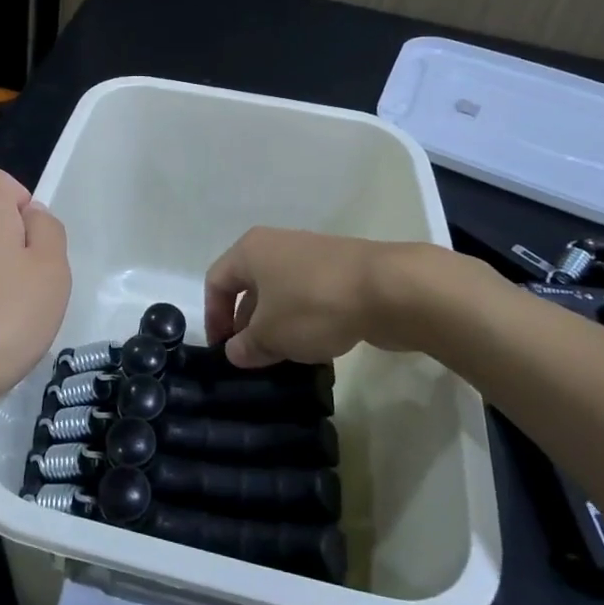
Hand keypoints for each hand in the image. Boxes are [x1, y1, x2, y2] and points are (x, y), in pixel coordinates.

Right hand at [204, 228, 476, 367]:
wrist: (389, 289)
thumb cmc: (314, 305)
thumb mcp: (271, 335)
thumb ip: (246, 346)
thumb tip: (235, 351)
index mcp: (250, 250)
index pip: (217, 282)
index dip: (214, 317)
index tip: (223, 351)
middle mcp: (277, 245)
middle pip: (249, 286)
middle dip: (247, 324)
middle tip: (253, 358)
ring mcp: (311, 255)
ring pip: (281, 293)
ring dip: (276, 325)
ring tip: (284, 358)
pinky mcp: (340, 270)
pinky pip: (309, 296)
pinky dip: (304, 320)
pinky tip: (315, 347)